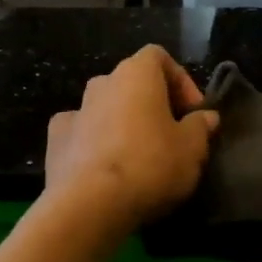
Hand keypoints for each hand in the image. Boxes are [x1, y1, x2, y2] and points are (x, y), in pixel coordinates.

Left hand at [43, 45, 219, 232]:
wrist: (89, 205)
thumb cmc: (149, 165)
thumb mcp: (192, 149)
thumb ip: (200, 127)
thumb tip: (206, 117)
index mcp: (136, 74)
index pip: (159, 57)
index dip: (180, 80)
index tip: (193, 112)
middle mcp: (103, 83)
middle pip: (131, 83)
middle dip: (152, 103)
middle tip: (170, 134)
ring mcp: (75, 110)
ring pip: (105, 107)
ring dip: (122, 122)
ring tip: (138, 155)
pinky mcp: (55, 140)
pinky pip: (81, 132)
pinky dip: (94, 142)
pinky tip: (105, 168)